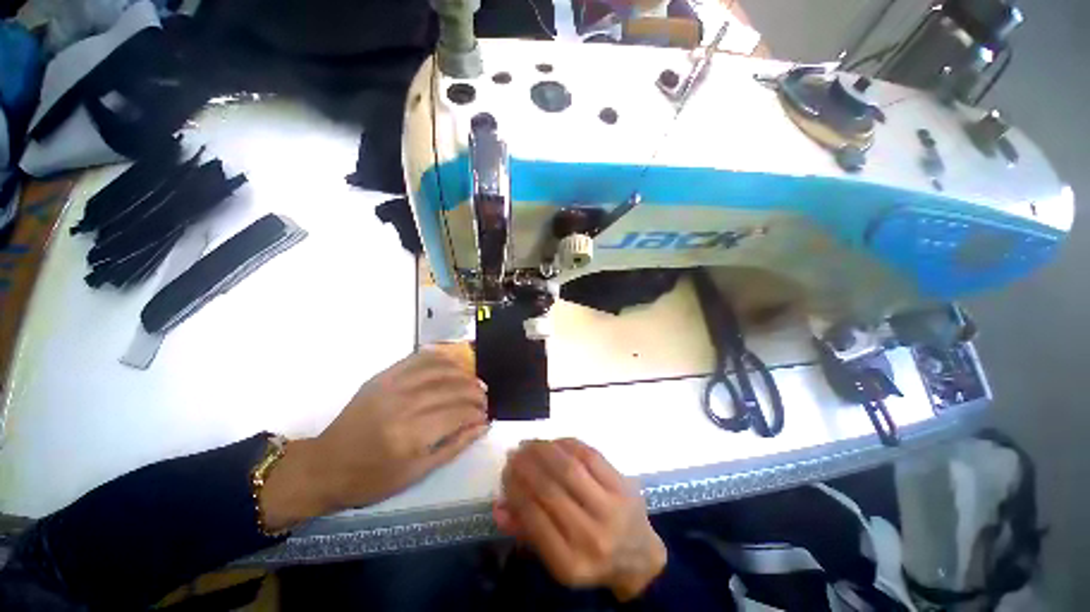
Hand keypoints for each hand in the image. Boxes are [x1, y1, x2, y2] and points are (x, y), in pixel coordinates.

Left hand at [262, 348, 488, 530]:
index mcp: (410, 435)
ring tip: (473, 381)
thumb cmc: (371, 478)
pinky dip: (440, 358)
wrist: (325, 465)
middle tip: (484, 397)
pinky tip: (453, 364)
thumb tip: (482, 425)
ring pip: (439, 369)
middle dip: (475, 391)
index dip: (477, 412)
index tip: (486, 415)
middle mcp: (403, 404)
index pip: (457, 413)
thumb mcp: (416, 473)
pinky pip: (418, 359)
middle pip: (452, 388)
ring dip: (462, 373)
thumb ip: (454, 446)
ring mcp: (391, 386)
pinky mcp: (382, 376)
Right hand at [495, 439, 666, 600]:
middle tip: (514, 452)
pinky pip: (591, 456)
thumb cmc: (591, 559)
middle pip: (551, 489)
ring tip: (530, 443)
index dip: (515, 489)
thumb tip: (497, 506)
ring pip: (570, 468)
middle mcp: (592, 536)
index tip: (505, 472)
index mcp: (571, 563)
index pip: (534, 519)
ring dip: (544, 450)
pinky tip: (554, 442)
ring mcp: (611, 508)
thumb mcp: (556, 559)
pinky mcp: (623, 486)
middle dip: (527, 465)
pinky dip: (568, 444)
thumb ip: (525, 532)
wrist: (639, 556)